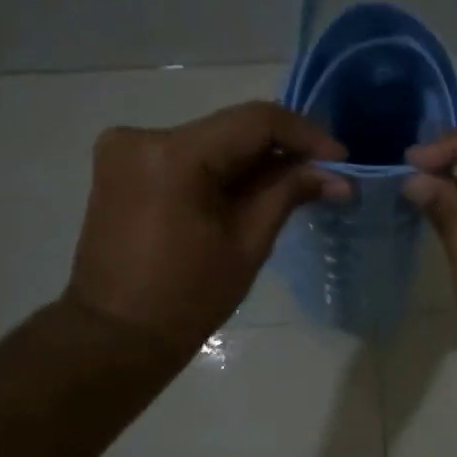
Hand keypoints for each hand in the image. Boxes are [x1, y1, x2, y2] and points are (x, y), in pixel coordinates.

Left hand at [65, 102, 346, 357]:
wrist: (116, 335)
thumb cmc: (187, 299)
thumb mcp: (247, 244)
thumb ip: (288, 194)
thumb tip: (337, 175)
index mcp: (173, 155)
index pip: (254, 121)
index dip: (305, 135)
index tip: (340, 158)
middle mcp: (142, 135)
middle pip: (229, 129)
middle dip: (280, 151)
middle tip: (324, 176)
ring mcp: (124, 149)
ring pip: (209, 142)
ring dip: (252, 162)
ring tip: (293, 188)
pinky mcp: (120, 167)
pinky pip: (185, 157)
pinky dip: (220, 171)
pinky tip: (248, 194)